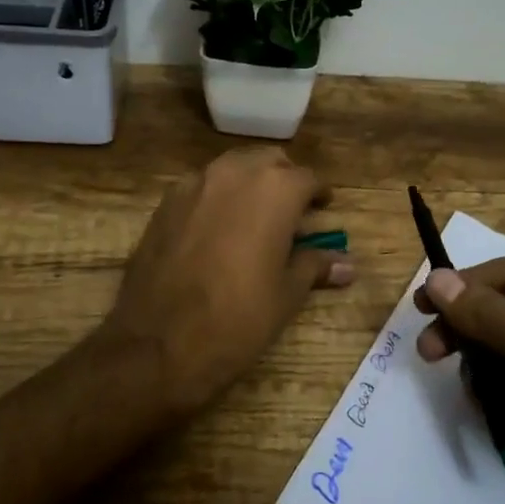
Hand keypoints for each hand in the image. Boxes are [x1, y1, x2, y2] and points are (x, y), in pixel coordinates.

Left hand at [105, 147, 353, 415]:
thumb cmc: (237, 318)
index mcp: (275, 189)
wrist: (157, 341)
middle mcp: (235, 173)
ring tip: (255, 219)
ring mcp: (195, 183)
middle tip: (291, 213)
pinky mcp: (165, 202)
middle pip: (268, 162)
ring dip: (249, 184)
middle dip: (283, 180)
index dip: (318, 195)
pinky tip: (217, 231)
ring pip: (232, 168)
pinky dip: (217, 198)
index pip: (308, 178)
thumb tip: (347, 266)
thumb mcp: (286, 295)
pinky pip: (201, 187)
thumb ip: (314, 266)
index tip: (323, 210)